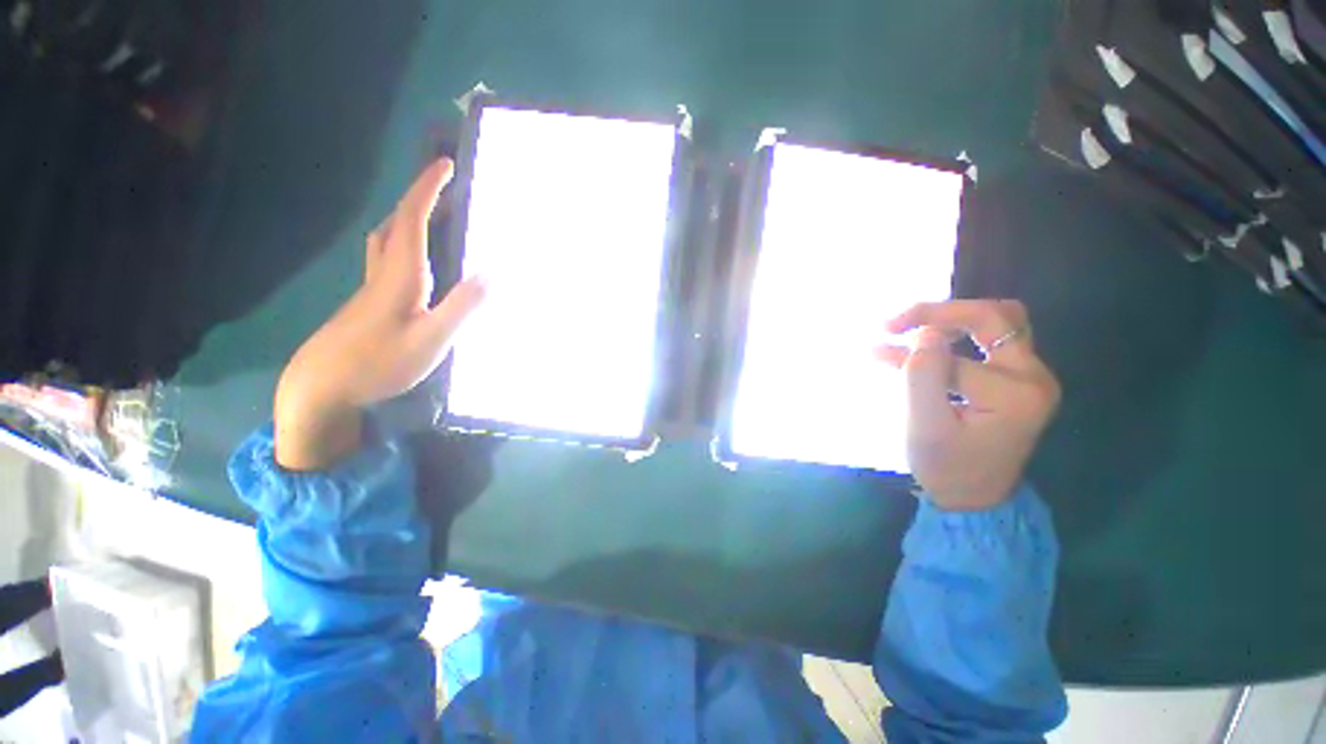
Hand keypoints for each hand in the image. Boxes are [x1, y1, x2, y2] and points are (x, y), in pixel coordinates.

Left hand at [274, 158, 484, 470]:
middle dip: (419, 197)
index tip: (446, 164)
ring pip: (386, 239)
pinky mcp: (368, 302)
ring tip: (430, 215)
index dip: (429, 189)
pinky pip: (386, 257)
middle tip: (444, 187)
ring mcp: (371, 287)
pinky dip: (402, 242)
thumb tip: (493, 273)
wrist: (322, 386)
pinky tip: (413, 259)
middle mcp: (383, 273)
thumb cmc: (379, 363)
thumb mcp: (431, 339)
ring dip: (407, 217)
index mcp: (400, 275)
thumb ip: (462, 306)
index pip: (413, 219)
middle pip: (396, 223)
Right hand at [877, 300, 1059, 510]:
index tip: (876, 347)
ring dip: (953, 318)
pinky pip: (993, 339)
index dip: (912, 352)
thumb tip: (926, 333)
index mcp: (1014, 394)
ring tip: (914, 326)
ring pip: (999, 322)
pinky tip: (933, 342)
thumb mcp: (926, 428)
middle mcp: (1033, 377)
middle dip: (940, 312)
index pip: (955, 358)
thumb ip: (924, 377)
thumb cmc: (947, 468)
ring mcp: (1031, 376)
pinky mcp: (1019, 379)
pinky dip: (960, 332)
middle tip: (897, 322)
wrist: (975, 498)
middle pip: (994, 318)